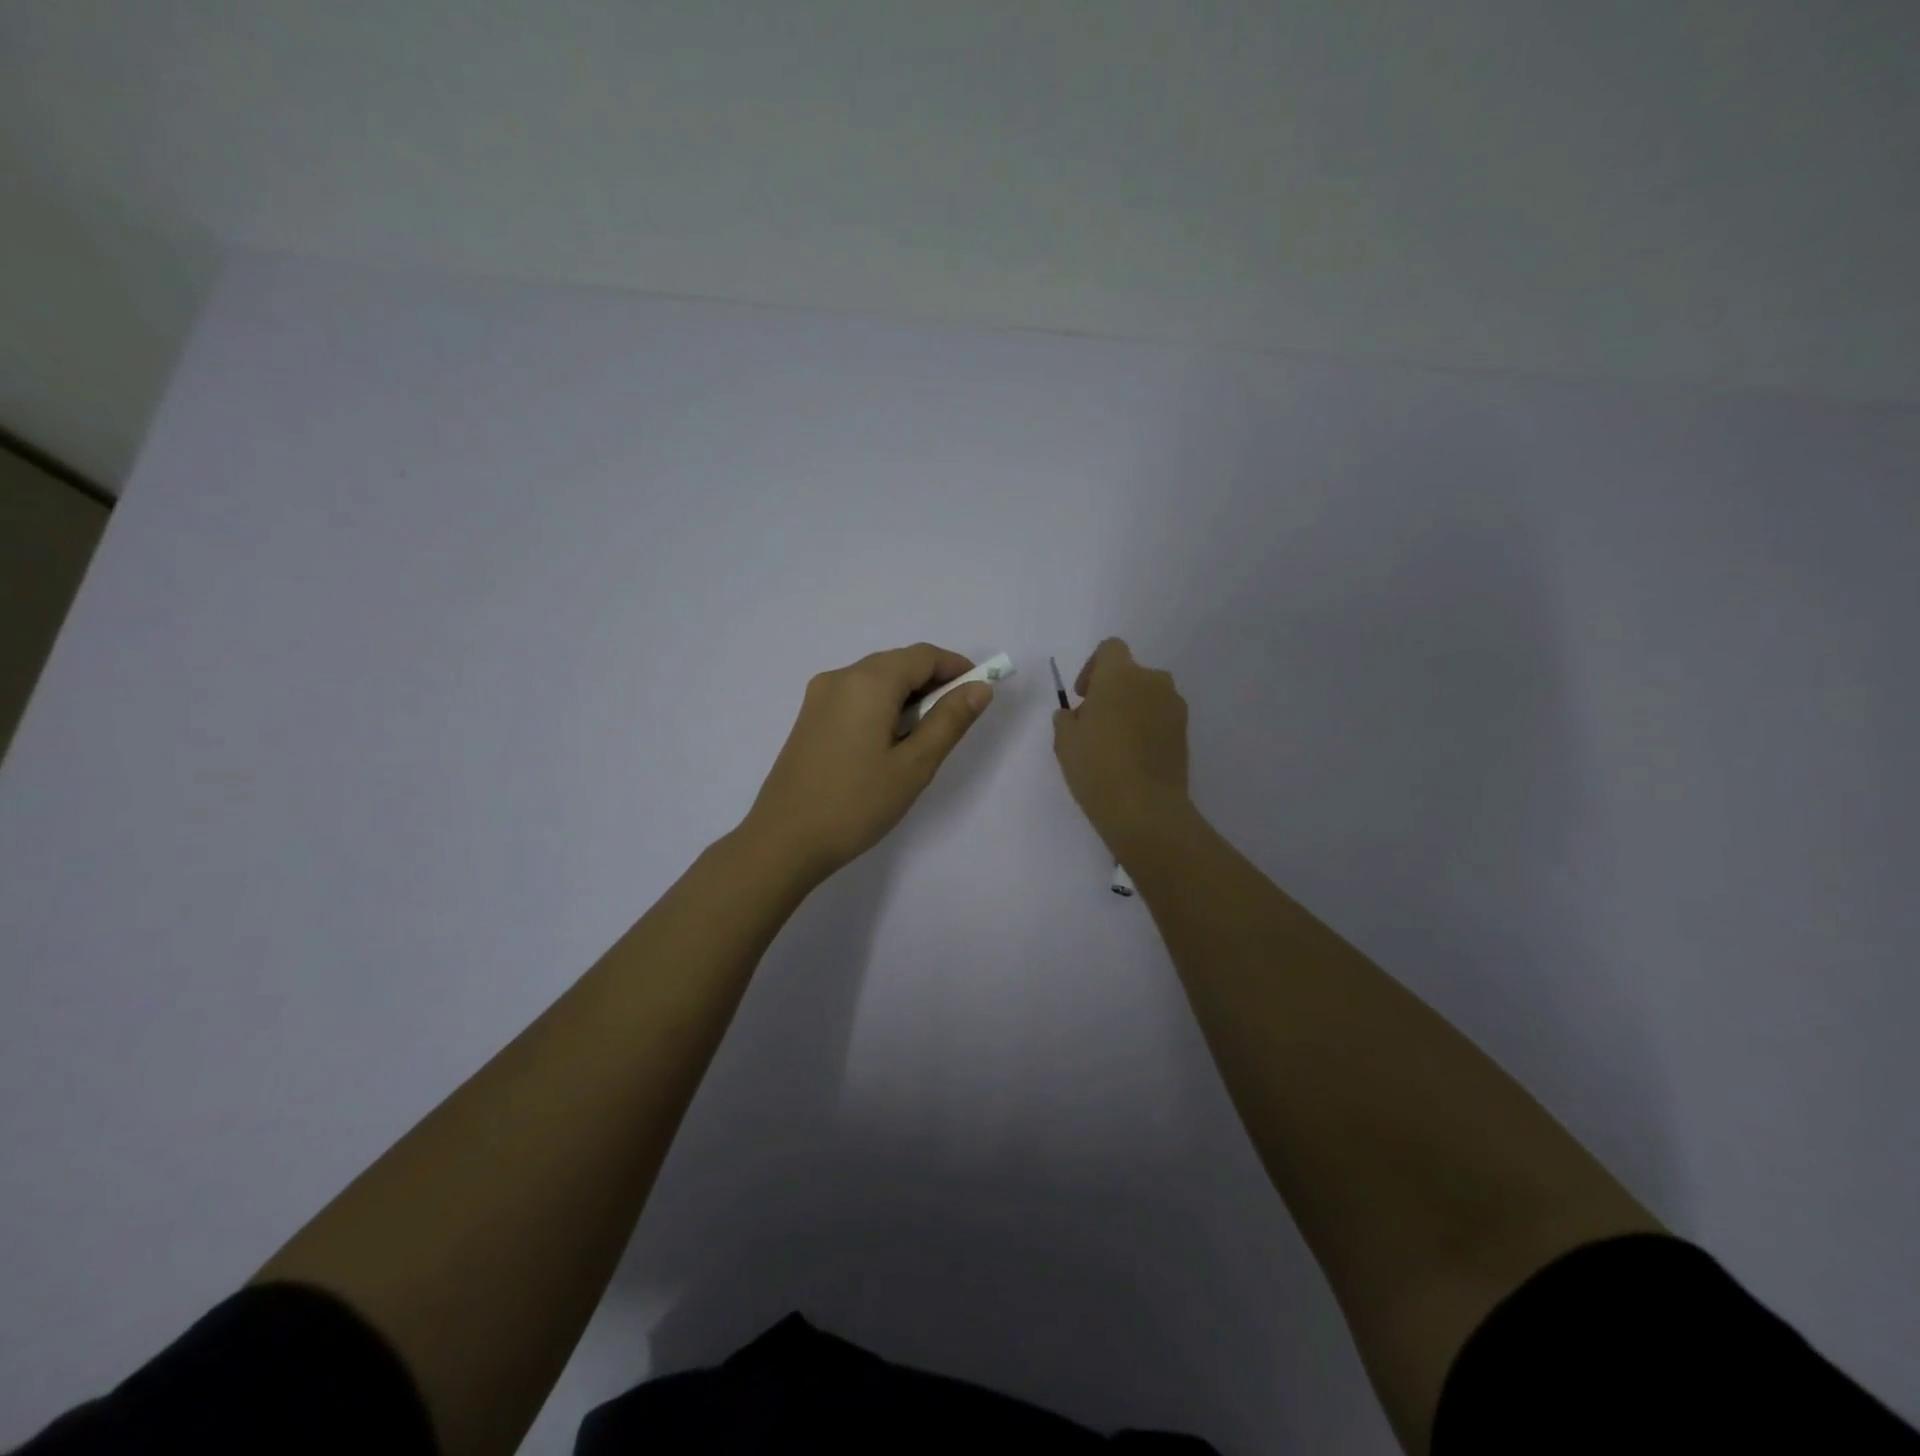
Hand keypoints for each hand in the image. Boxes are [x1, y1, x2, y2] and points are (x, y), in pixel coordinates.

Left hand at [742, 643, 994, 881]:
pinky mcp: (809, 718)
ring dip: (907, 695)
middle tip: (956, 720)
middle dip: (933, 682)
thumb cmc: (856, 804)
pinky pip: (855, 696)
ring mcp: (819, 697)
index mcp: (867, 682)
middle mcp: (840, 677)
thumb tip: (979, 688)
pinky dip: (882, 706)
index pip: (922, 656)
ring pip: (876, 680)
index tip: (979, 693)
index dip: (956, 668)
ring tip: (925, 736)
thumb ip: (949, 721)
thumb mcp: (914, 765)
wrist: (784, 841)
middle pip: (897, 663)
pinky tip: (890, 741)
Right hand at [1053, 638, 1191, 851]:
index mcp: (1120, 675)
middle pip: (1131, 673)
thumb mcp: (1065, 741)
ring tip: (1115, 742)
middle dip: (1113, 691)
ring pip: (1148, 696)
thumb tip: (1077, 715)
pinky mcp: (1185, 732)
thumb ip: (1067, 718)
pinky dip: (1147, 727)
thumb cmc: (1097, 766)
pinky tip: (1133, 756)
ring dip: (1132, 708)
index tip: (1084, 695)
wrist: (1145, 808)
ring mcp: (1174, 706)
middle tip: (1096, 722)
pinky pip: (1161, 717)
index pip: (1110, 649)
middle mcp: (1153, 681)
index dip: (1093, 667)